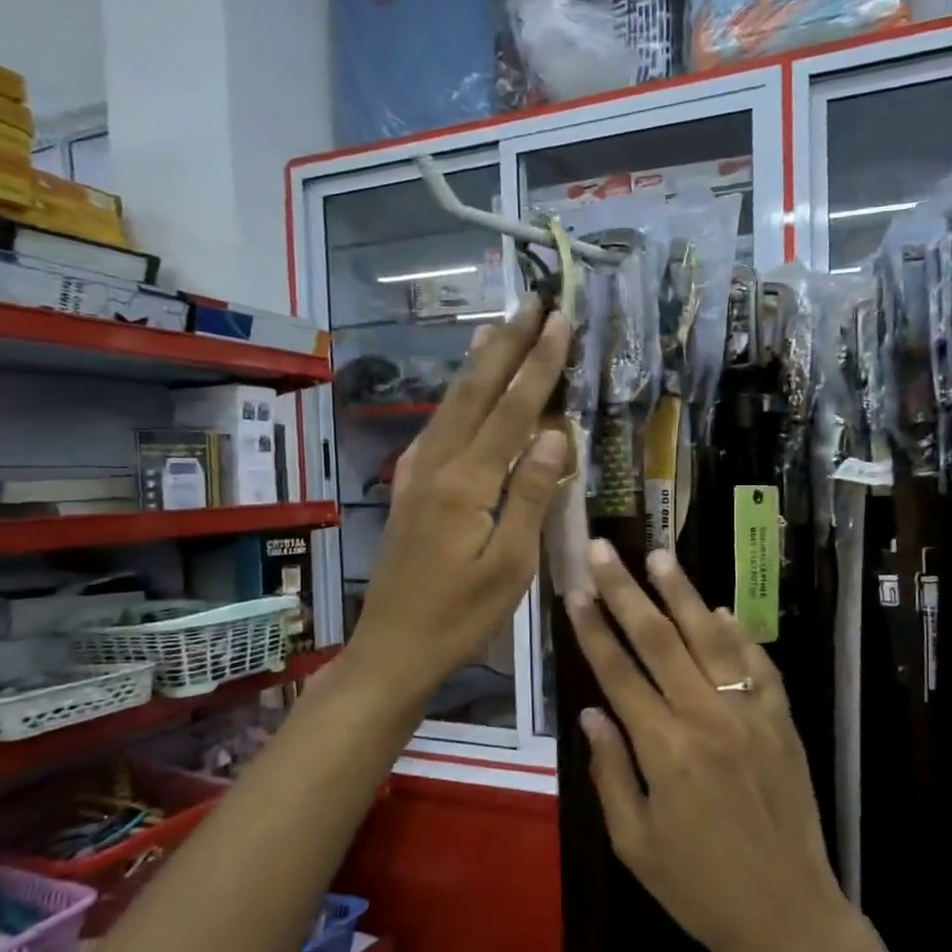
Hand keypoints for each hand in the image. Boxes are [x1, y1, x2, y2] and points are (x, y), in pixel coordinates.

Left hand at [348, 300, 568, 704]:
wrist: (392, 649)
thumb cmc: (461, 617)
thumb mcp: (509, 565)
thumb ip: (531, 496)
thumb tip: (557, 436)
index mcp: (466, 483)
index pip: (512, 410)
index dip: (539, 364)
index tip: (559, 321)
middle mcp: (437, 465)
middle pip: (475, 392)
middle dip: (506, 345)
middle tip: (530, 302)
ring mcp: (417, 475)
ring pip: (451, 405)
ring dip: (479, 364)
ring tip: (499, 328)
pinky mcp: (409, 489)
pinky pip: (439, 429)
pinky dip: (458, 399)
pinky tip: (463, 392)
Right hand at [565, 542, 884, 951]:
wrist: (789, 916)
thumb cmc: (700, 890)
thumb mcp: (636, 844)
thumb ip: (611, 773)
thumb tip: (591, 713)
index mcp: (665, 750)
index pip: (619, 673)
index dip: (593, 629)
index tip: (575, 591)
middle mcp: (707, 718)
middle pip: (660, 641)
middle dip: (626, 592)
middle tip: (604, 551)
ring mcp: (752, 715)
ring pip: (712, 639)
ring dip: (683, 594)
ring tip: (659, 556)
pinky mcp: (784, 722)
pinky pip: (760, 666)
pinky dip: (739, 635)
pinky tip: (721, 610)